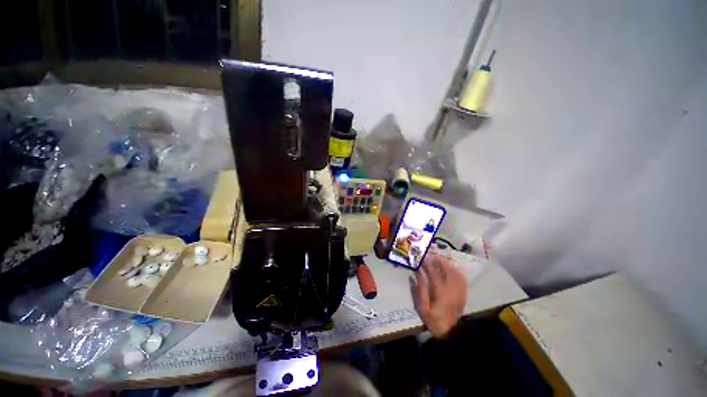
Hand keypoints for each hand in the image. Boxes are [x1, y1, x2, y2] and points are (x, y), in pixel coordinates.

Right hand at [410, 253, 466, 338]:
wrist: (450, 332)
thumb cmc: (433, 319)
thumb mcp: (422, 307)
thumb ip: (419, 290)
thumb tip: (415, 274)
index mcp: (440, 292)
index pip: (433, 273)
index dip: (427, 264)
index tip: (422, 258)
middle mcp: (451, 289)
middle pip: (446, 270)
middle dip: (439, 261)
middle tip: (432, 256)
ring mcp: (459, 291)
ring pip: (455, 273)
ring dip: (447, 265)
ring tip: (440, 260)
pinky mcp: (463, 294)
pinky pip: (462, 279)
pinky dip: (456, 272)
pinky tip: (452, 270)